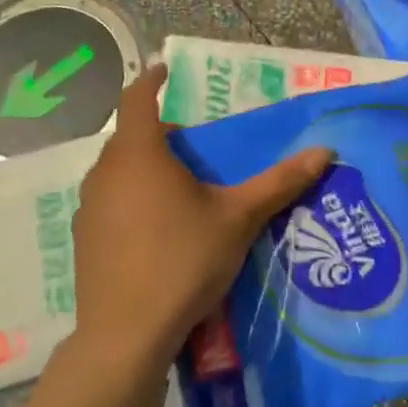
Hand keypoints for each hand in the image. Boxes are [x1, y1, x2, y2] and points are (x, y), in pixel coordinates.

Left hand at [70, 65, 331, 375]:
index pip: (137, 99)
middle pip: (130, 136)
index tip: (166, 71)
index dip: (151, 80)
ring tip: (179, 182)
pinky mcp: (83, 239)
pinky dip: (130, 196)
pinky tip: (156, 225)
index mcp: (139, 154)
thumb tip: (324, 152)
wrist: (126, 335)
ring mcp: (88, 207)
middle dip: (159, 130)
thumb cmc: (183, 261)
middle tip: (193, 140)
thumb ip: (279, 182)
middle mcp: (105, 172)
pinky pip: (109, 200)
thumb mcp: (239, 219)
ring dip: (143, 165)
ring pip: (117, 170)